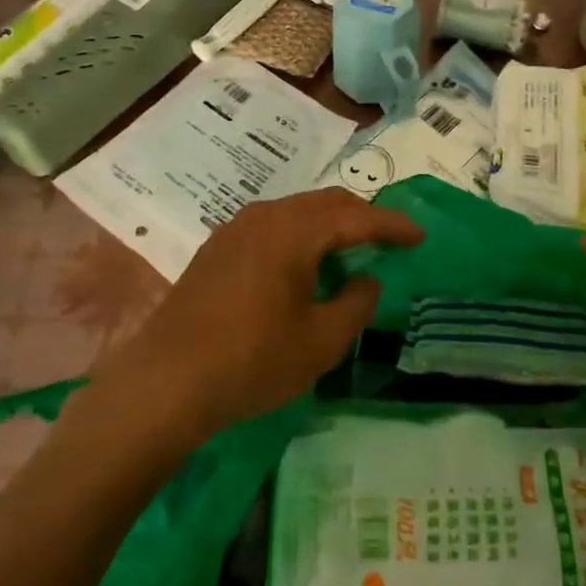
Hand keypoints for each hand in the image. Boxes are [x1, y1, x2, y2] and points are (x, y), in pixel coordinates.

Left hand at [107, 188, 421, 448]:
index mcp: (294, 231)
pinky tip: (304, 265)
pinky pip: (272, 227)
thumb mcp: (320, 341)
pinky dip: (300, 236)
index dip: (392, 225)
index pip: (357, 217)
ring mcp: (235, 229)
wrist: (166, 382)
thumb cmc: (252, 361)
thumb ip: (356, 304)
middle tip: (389, 239)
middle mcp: (264, 216)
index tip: (419, 236)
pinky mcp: (216, 248)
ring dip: (329, 226)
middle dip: (362, 217)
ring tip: (351, 251)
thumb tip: (366, 280)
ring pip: (296, 212)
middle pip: (326, 203)